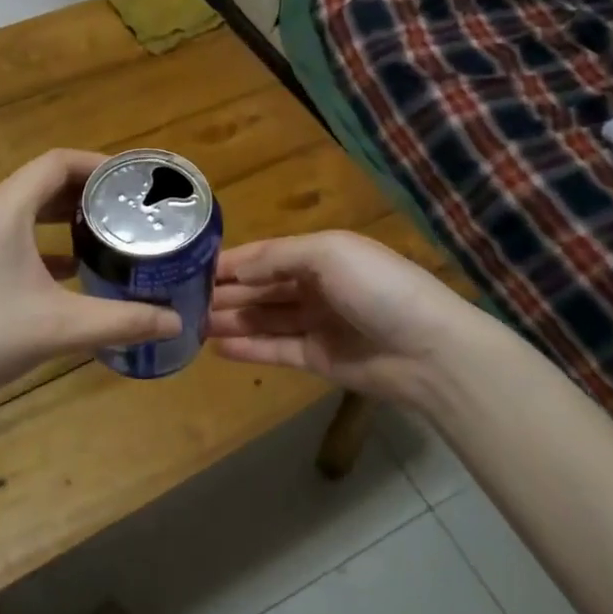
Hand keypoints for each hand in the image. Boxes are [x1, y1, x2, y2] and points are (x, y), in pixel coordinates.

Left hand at [0, 150, 181, 421]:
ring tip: (109, 236)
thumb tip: (176, 322)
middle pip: (42, 183)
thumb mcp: (58, 329)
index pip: (57, 162)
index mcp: (3, 209)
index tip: (136, 181)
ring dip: (65, 219)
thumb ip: (122, 321)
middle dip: (88, 193)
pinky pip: (10, 239)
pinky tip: (70, 273)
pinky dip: (43, 245)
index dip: (100, 164)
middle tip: (132, 211)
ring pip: (25, 212)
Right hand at [208, 230, 488, 406]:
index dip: (233, 262)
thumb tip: (234, 269)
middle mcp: (317, 286)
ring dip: (231, 319)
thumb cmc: (378, 287)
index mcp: (322, 254)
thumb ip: (277, 258)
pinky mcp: (318, 359)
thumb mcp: (328, 253)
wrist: (429, 350)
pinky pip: (275, 350)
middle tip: (183, 300)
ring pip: (264, 319)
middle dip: (227, 292)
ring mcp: (318, 324)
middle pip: (262, 288)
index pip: (266, 255)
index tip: (191, 267)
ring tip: (192, 324)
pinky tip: (217, 348)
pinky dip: (248, 347)